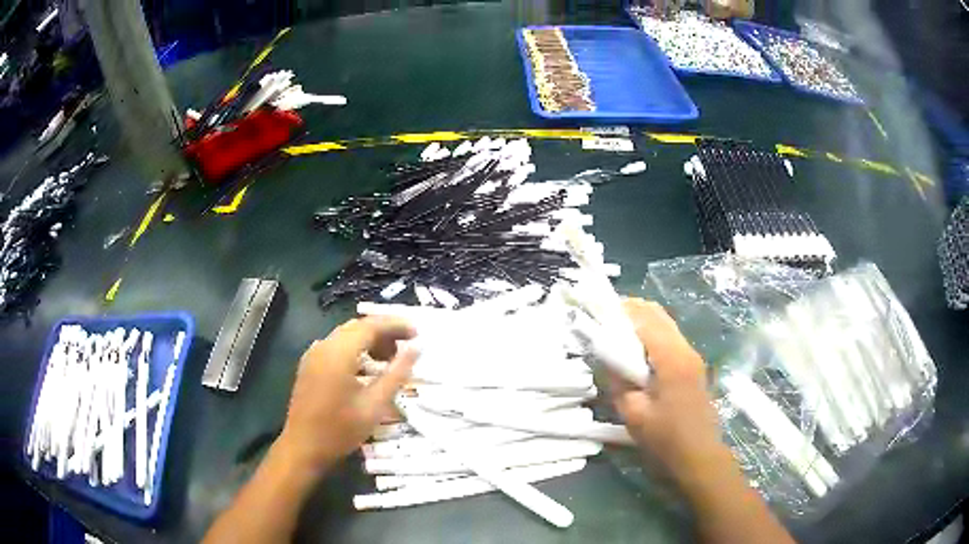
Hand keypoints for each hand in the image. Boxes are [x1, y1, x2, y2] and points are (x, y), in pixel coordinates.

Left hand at [277, 317, 417, 476]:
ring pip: (346, 336)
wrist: (303, 448)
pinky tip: (366, 369)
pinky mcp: (309, 365)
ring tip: (389, 359)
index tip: (417, 333)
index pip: (371, 325)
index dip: (396, 325)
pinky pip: (335, 347)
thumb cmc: (340, 430)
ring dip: (369, 341)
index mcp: (338, 353)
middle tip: (407, 347)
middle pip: (358, 327)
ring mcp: (313, 355)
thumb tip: (416, 348)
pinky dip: (355, 349)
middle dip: (384, 332)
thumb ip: (397, 373)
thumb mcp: (375, 405)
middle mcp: (323, 346)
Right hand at [611, 299, 726, 481]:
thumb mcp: (633, 412)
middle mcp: (685, 349)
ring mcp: (692, 355)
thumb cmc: (665, 437)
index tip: (597, 312)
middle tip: (605, 319)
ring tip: (616, 331)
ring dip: (642, 321)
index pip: (644, 319)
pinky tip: (636, 349)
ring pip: (665, 323)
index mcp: (672, 358)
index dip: (620, 311)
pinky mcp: (693, 365)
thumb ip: (618, 380)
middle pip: (658, 314)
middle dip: (631, 310)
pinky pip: (670, 337)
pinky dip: (651, 333)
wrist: (699, 454)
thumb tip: (605, 356)